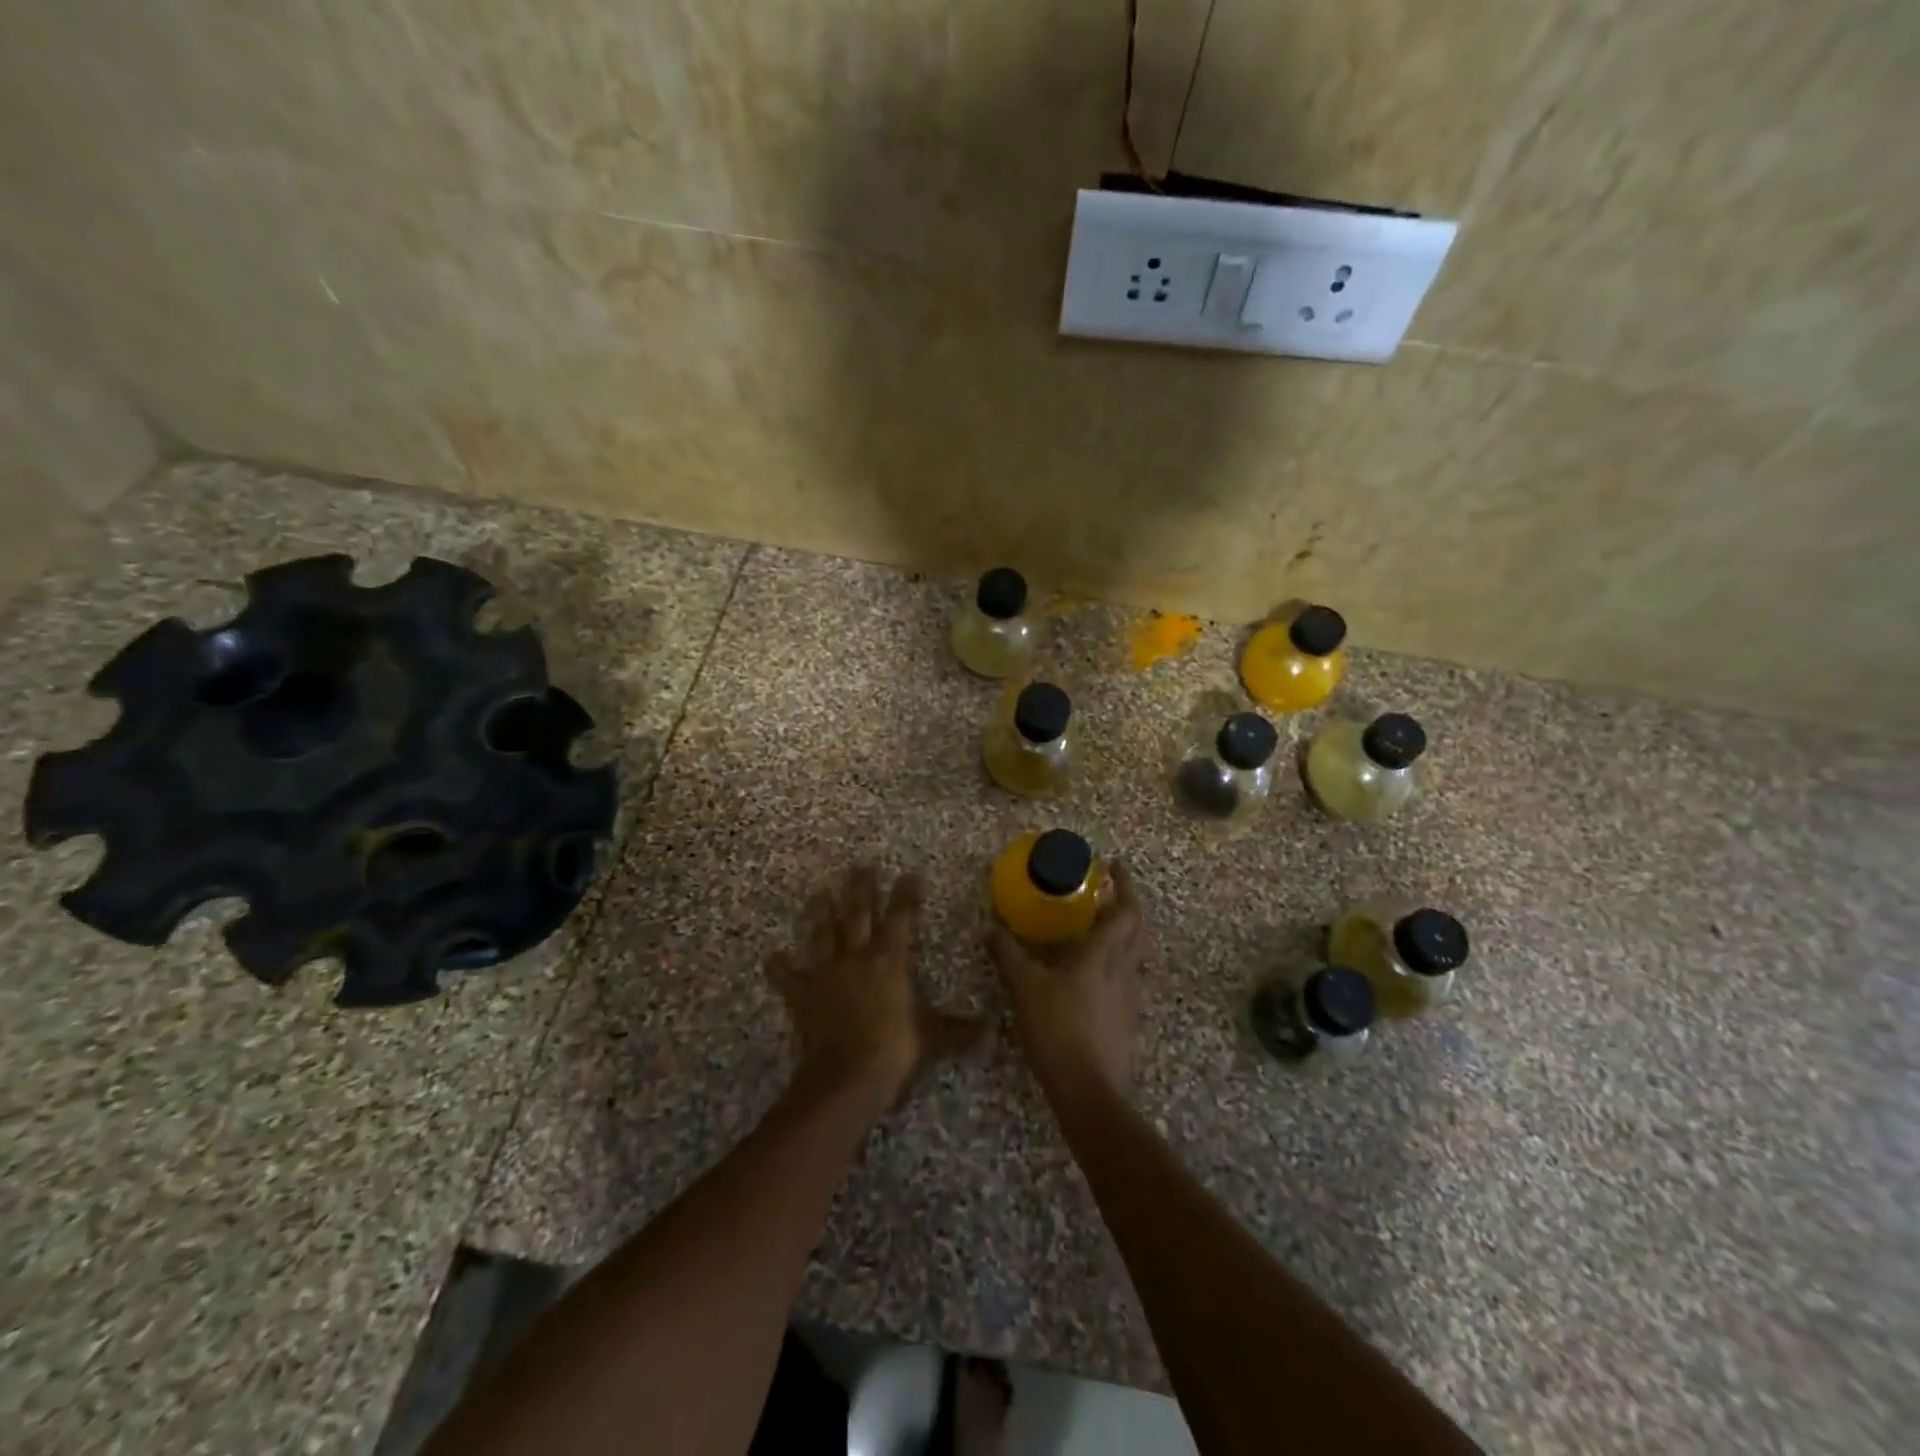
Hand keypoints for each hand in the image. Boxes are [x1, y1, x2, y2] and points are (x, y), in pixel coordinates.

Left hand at [766, 865, 983, 1109]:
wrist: (846, 1075)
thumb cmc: (893, 1049)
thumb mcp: (932, 1036)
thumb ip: (958, 1029)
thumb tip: (990, 1028)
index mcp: (890, 959)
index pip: (901, 917)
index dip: (906, 894)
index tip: (910, 874)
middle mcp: (857, 956)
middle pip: (858, 913)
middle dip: (861, 888)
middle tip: (859, 866)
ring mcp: (827, 971)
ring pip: (823, 933)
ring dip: (821, 912)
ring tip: (819, 893)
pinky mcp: (803, 992)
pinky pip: (787, 975)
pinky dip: (779, 966)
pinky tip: (773, 955)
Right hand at [989, 861, 1147, 1102]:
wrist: (1089, 1091)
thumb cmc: (1057, 1031)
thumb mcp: (1024, 989)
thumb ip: (1008, 956)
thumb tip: (991, 928)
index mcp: (1102, 956)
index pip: (1125, 912)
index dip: (1124, 885)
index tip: (1113, 866)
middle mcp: (1123, 971)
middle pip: (1138, 929)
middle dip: (1129, 904)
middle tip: (1110, 892)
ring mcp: (1130, 997)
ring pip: (1135, 955)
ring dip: (1124, 934)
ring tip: (1099, 928)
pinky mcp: (1128, 1020)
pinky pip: (1127, 979)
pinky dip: (1116, 963)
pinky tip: (1094, 974)